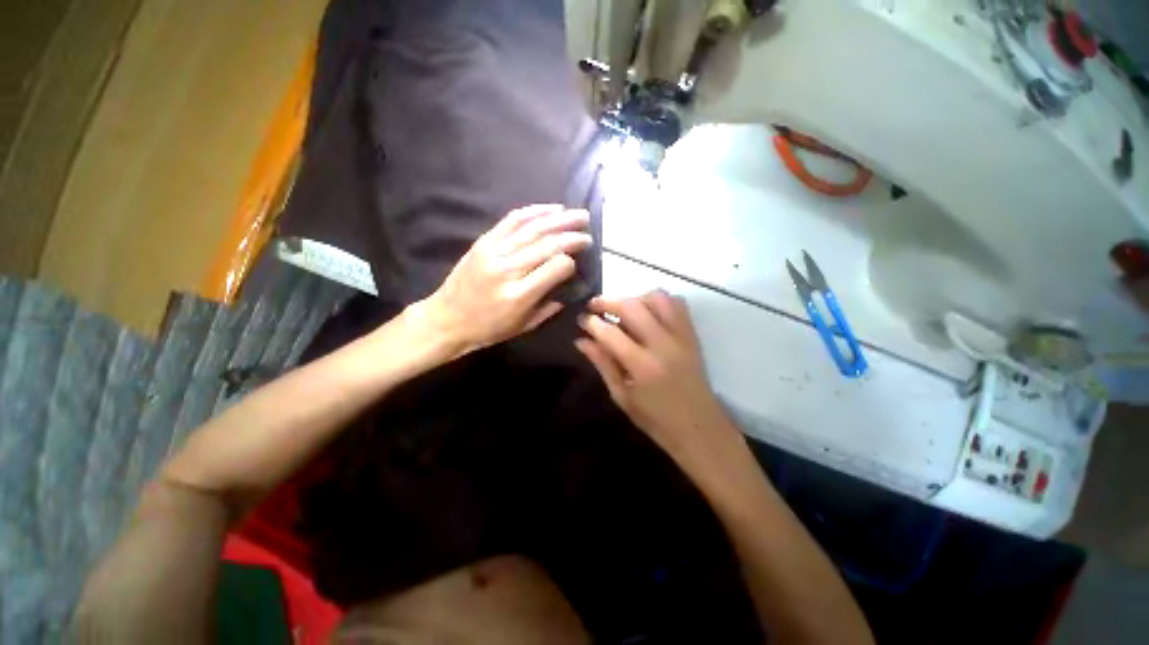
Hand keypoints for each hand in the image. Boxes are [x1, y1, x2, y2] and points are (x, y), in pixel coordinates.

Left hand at [415, 204, 591, 355]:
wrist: (446, 319)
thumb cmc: (488, 328)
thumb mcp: (524, 326)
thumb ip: (550, 306)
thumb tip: (570, 285)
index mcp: (519, 295)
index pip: (556, 267)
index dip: (571, 262)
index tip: (578, 262)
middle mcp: (508, 269)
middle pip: (548, 244)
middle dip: (572, 235)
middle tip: (588, 230)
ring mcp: (494, 252)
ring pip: (533, 228)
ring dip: (559, 219)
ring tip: (578, 214)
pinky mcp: (484, 242)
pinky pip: (512, 220)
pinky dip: (534, 212)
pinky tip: (551, 209)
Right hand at [575, 292, 744, 473]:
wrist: (700, 427)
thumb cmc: (655, 419)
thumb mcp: (622, 396)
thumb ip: (602, 364)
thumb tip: (581, 341)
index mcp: (642, 366)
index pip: (610, 333)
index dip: (591, 323)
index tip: (581, 319)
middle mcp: (663, 344)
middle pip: (632, 307)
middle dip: (608, 301)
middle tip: (594, 306)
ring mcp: (681, 336)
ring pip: (657, 298)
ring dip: (634, 298)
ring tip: (622, 309)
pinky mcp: (692, 334)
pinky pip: (677, 304)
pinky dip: (658, 301)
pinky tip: (647, 312)